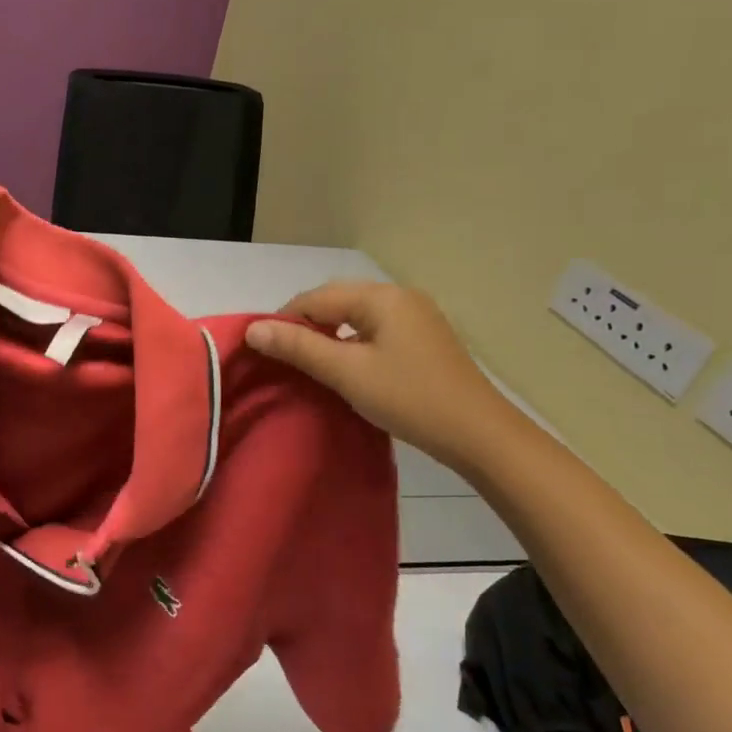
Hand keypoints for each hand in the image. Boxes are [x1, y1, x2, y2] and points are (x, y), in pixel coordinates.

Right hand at [245, 281, 523, 469]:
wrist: (479, 435)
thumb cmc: (409, 398)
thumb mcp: (346, 373)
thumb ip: (298, 347)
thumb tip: (253, 329)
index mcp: (382, 297)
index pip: (316, 297)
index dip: (284, 321)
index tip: (264, 352)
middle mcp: (400, 296)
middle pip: (336, 302)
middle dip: (305, 326)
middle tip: (284, 360)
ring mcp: (416, 317)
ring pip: (355, 317)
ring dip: (328, 337)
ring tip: (310, 366)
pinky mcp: (423, 339)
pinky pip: (374, 330)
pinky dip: (351, 344)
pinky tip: (345, 368)